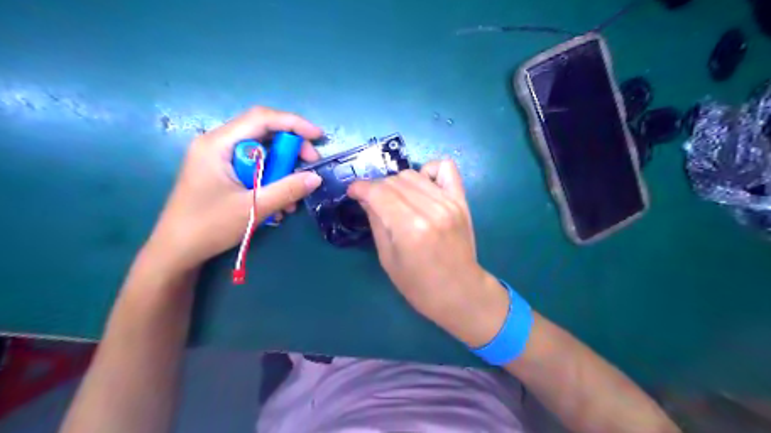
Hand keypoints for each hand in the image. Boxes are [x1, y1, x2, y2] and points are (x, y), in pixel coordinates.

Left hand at [145, 107, 322, 271]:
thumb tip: (316, 177)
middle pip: (263, 134)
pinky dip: (271, 182)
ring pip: (262, 155)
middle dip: (291, 151)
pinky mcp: (223, 174)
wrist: (177, 252)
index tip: (318, 137)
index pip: (261, 118)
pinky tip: (279, 205)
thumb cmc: (209, 226)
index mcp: (218, 144)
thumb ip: (287, 190)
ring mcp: (219, 160)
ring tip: (293, 198)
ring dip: (282, 173)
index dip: (293, 123)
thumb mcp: (253, 207)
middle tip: (310, 168)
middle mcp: (218, 145)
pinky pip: (254, 169)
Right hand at [348, 161, 507, 346]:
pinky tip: (423, 186)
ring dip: (398, 183)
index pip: (378, 192)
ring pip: (413, 174)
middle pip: (394, 181)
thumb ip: (376, 222)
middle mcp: (430, 209)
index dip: (360, 188)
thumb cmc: (418, 285)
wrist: (459, 292)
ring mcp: (449, 202)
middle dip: (377, 188)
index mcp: (409, 228)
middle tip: (374, 203)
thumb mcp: (388, 258)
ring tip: (397, 199)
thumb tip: (365, 197)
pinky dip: (429, 171)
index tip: (353, 192)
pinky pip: (445, 168)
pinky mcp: (461, 201)